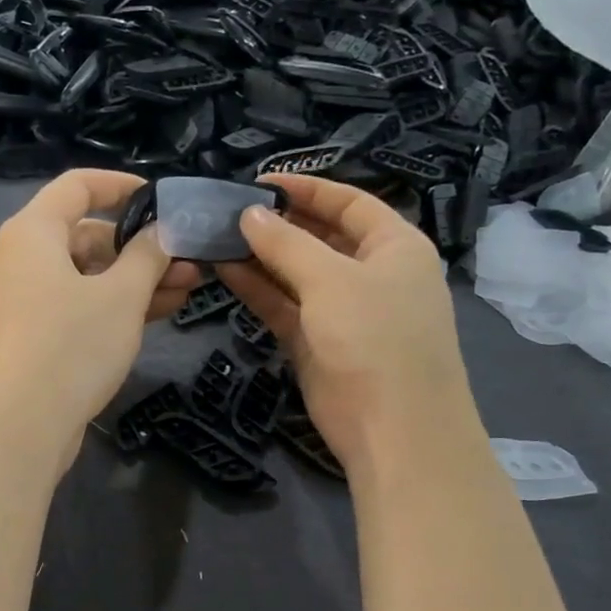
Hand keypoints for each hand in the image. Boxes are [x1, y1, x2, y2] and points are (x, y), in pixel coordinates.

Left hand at [0, 170, 200, 469]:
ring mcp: (29, 300)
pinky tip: (162, 311)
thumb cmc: (72, 345)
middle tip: (190, 260)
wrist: (22, 425)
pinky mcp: (37, 335)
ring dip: (137, 279)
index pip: (78, 186)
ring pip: (89, 275)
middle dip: (141, 246)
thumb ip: (147, 255)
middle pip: (87, 235)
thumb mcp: (122, 295)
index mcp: (34, 232)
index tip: (162, 198)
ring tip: (189, 288)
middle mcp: (25, 259)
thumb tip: (162, 232)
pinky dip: (116, 305)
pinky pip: (81, 305)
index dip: (122, 186)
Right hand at [216, 174, 472, 476]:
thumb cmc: (375, 338)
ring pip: (296, 273)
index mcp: (395, 246)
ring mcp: (343, 311)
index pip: (349, 202)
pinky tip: (224, 271)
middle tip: (228, 211)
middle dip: (277, 224)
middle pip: (320, 236)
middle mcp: (371, 273)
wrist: (394, 429)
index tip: (259, 181)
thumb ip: (286, 244)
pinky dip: (258, 290)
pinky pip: (284, 306)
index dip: (306, 188)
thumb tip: (249, 214)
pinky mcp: (317, 342)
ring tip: (216, 237)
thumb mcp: (332, 280)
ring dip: (260, 257)